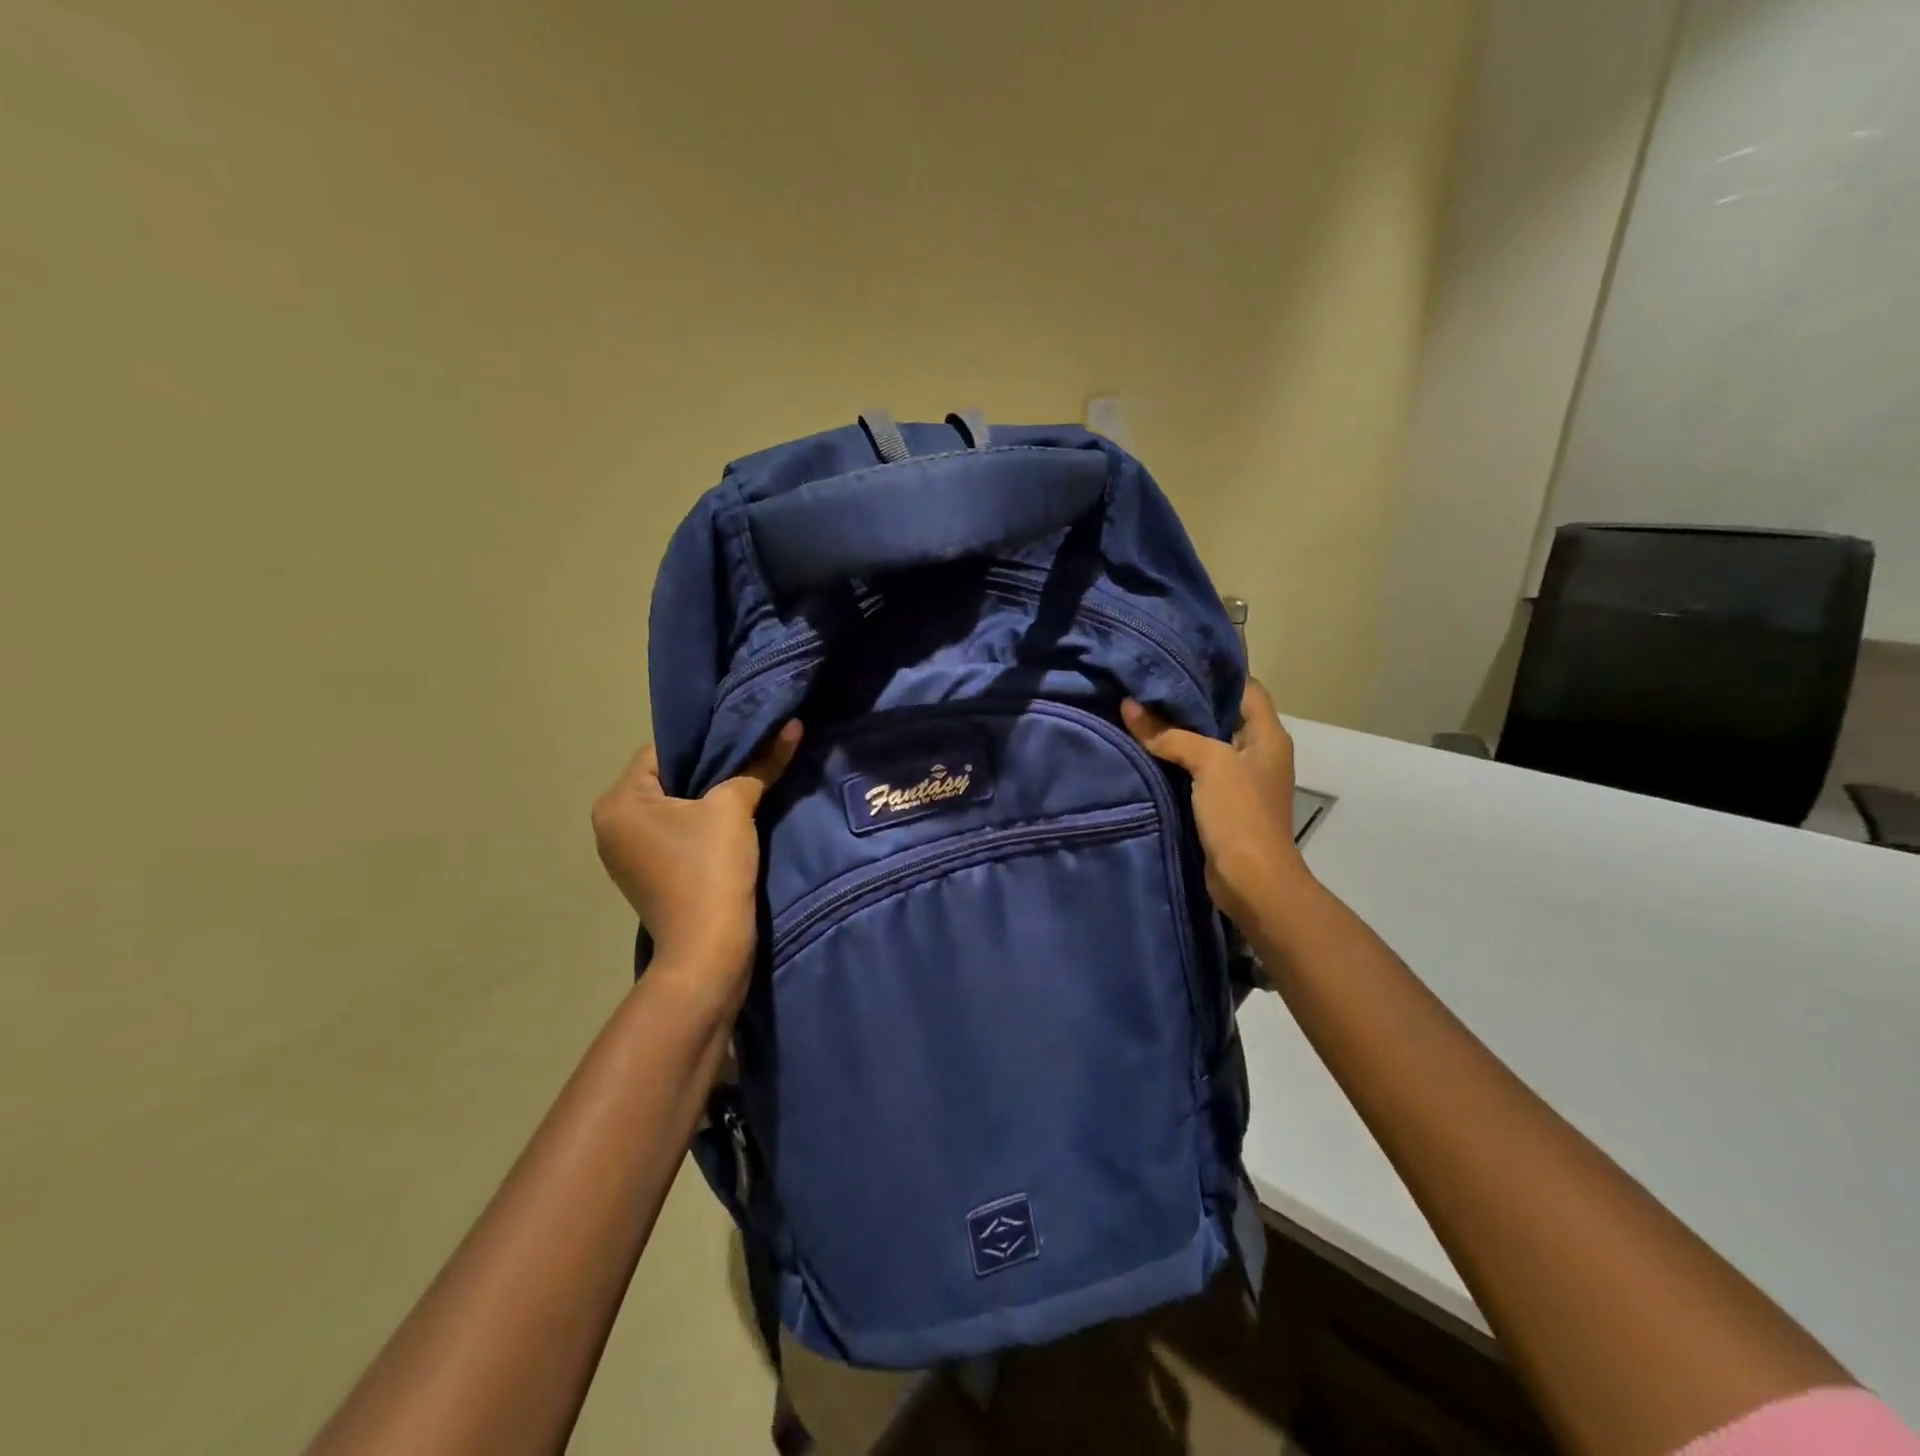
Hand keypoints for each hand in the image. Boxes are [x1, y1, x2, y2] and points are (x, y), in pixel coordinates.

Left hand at [591, 723, 802, 994]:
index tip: (744, 743)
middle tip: (751, 764)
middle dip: (709, 772)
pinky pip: (674, 834)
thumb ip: (761, 763)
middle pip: (667, 779)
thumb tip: (792, 725)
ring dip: (706, 801)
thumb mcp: (736, 807)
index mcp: (618, 801)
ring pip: (672, 808)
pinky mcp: (647, 875)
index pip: (662, 751)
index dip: (706, 744)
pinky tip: (731, 828)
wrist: (708, 952)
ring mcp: (626, 854)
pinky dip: (699, 827)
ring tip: (746, 792)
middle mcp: (610, 824)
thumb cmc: (710, 869)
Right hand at [1122, 681, 1307, 933]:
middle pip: (1221, 714)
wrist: (1251, 881)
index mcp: (1267, 735)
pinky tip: (1146, 750)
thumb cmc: (1240, 813)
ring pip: (1205, 743)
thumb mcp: (1208, 763)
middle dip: (1187, 700)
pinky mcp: (1221, 802)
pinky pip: (1196, 770)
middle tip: (1147, 684)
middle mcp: (1257, 752)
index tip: (1176, 660)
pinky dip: (1175, 759)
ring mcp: (1240, 779)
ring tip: (1140, 711)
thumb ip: (1169, 734)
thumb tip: (1129, 706)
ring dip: (1178, 731)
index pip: (1245, 687)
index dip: (1215, 671)